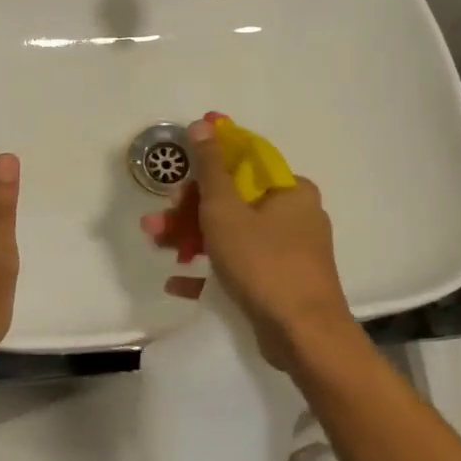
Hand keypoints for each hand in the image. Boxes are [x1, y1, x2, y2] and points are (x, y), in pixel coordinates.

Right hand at [142, 118, 352, 368]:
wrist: (304, 336)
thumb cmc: (263, 263)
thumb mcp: (226, 210)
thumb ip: (210, 168)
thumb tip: (203, 124)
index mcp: (290, 190)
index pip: (243, 164)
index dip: (205, 168)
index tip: (177, 179)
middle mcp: (295, 215)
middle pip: (233, 201)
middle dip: (189, 211)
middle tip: (157, 221)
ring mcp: (289, 251)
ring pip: (233, 234)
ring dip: (192, 238)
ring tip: (156, 246)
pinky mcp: (281, 282)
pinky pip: (241, 266)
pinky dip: (211, 269)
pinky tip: (178, 280)